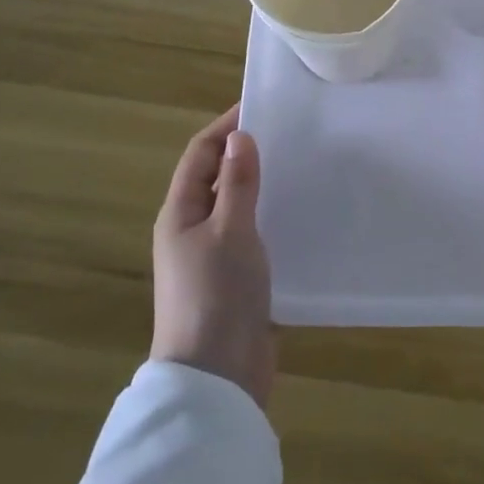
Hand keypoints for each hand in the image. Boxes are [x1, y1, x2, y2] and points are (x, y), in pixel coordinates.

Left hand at [150, 105, 274, 410]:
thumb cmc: (217, 295)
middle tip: (292, 134)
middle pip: (218, 177)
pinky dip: (272, 218)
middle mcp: (192, 230)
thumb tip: (240, 137)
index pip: (200, 154)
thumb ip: (238, 184)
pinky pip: (253, 235)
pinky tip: (302, 214)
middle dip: (248, 153)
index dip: (227, 127)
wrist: (217, 377)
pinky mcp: (236, 279)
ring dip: (263, 186)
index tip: (263, 106)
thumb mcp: (230, 231)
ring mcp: (213, 257)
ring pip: (238, 206)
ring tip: (303, 167)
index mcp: (179, 213)